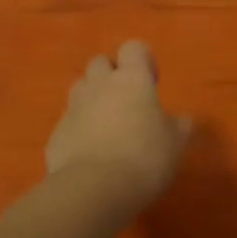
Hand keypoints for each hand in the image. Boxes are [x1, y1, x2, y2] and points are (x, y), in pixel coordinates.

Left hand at [45, 41, 192, 213]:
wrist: (93, 189)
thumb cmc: (144, 158)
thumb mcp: (175, 144)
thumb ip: (178, 127)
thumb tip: (180, 120)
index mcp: (132, 79)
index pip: (134, 48)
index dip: (143, 60)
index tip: (152, 82)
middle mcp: (99, 85)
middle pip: (100, 62)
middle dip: (112, 75)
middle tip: (127, 102)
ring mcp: (74, 108)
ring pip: (80, 88)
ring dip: (93, 98)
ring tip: (107, 125)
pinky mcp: (56, 134)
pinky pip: (70, 121)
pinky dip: (79, 129)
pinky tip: (91, 153)